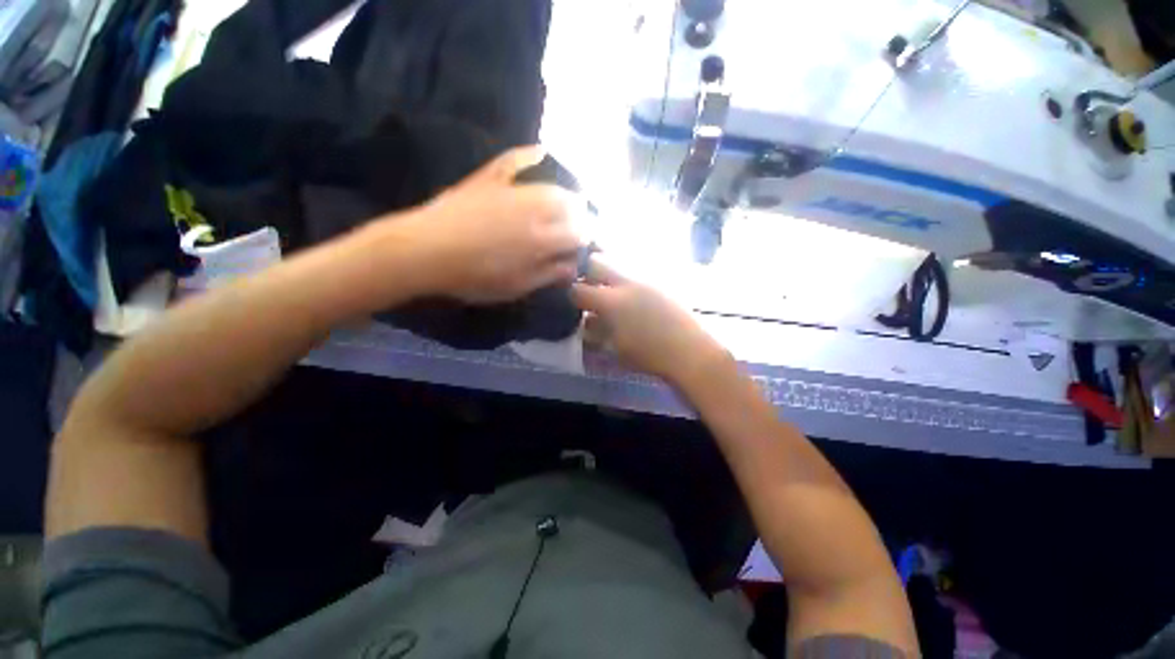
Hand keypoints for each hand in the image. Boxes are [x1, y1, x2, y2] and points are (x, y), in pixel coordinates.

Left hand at [406, 146, 580, 303]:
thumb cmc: (473, 276)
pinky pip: (515, 158)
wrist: (425, 250)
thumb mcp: (515, 286)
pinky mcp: (490, 178)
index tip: (583, 247)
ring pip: (552, 185)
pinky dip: (530, 154)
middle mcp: (535, 209)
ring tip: (567, 203)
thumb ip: (548, 275)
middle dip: (581, 216)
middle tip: (576, 228)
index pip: (579, 234)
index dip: (586, 240)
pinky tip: (542, 151)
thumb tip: (574, 266)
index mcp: (542, 240)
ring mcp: (512, 189)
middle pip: (572, 206)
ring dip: (566, 194)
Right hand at [571, 256, 726, 383]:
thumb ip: (597, 331)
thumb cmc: (649, 356)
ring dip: (607, 274)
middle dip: (586, 271)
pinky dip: (626, 280)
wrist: (691, 351)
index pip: (579, 290)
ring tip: (609, 291)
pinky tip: (632, 297)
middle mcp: (626, 283)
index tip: (573, 300)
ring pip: (617, 263)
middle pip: (596, 262)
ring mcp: (645, 279)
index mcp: (611, 302)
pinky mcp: (659, 282)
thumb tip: (588, 321)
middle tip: (587, 285)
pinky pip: (635, 273)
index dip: (571, 294)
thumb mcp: (615, 348)